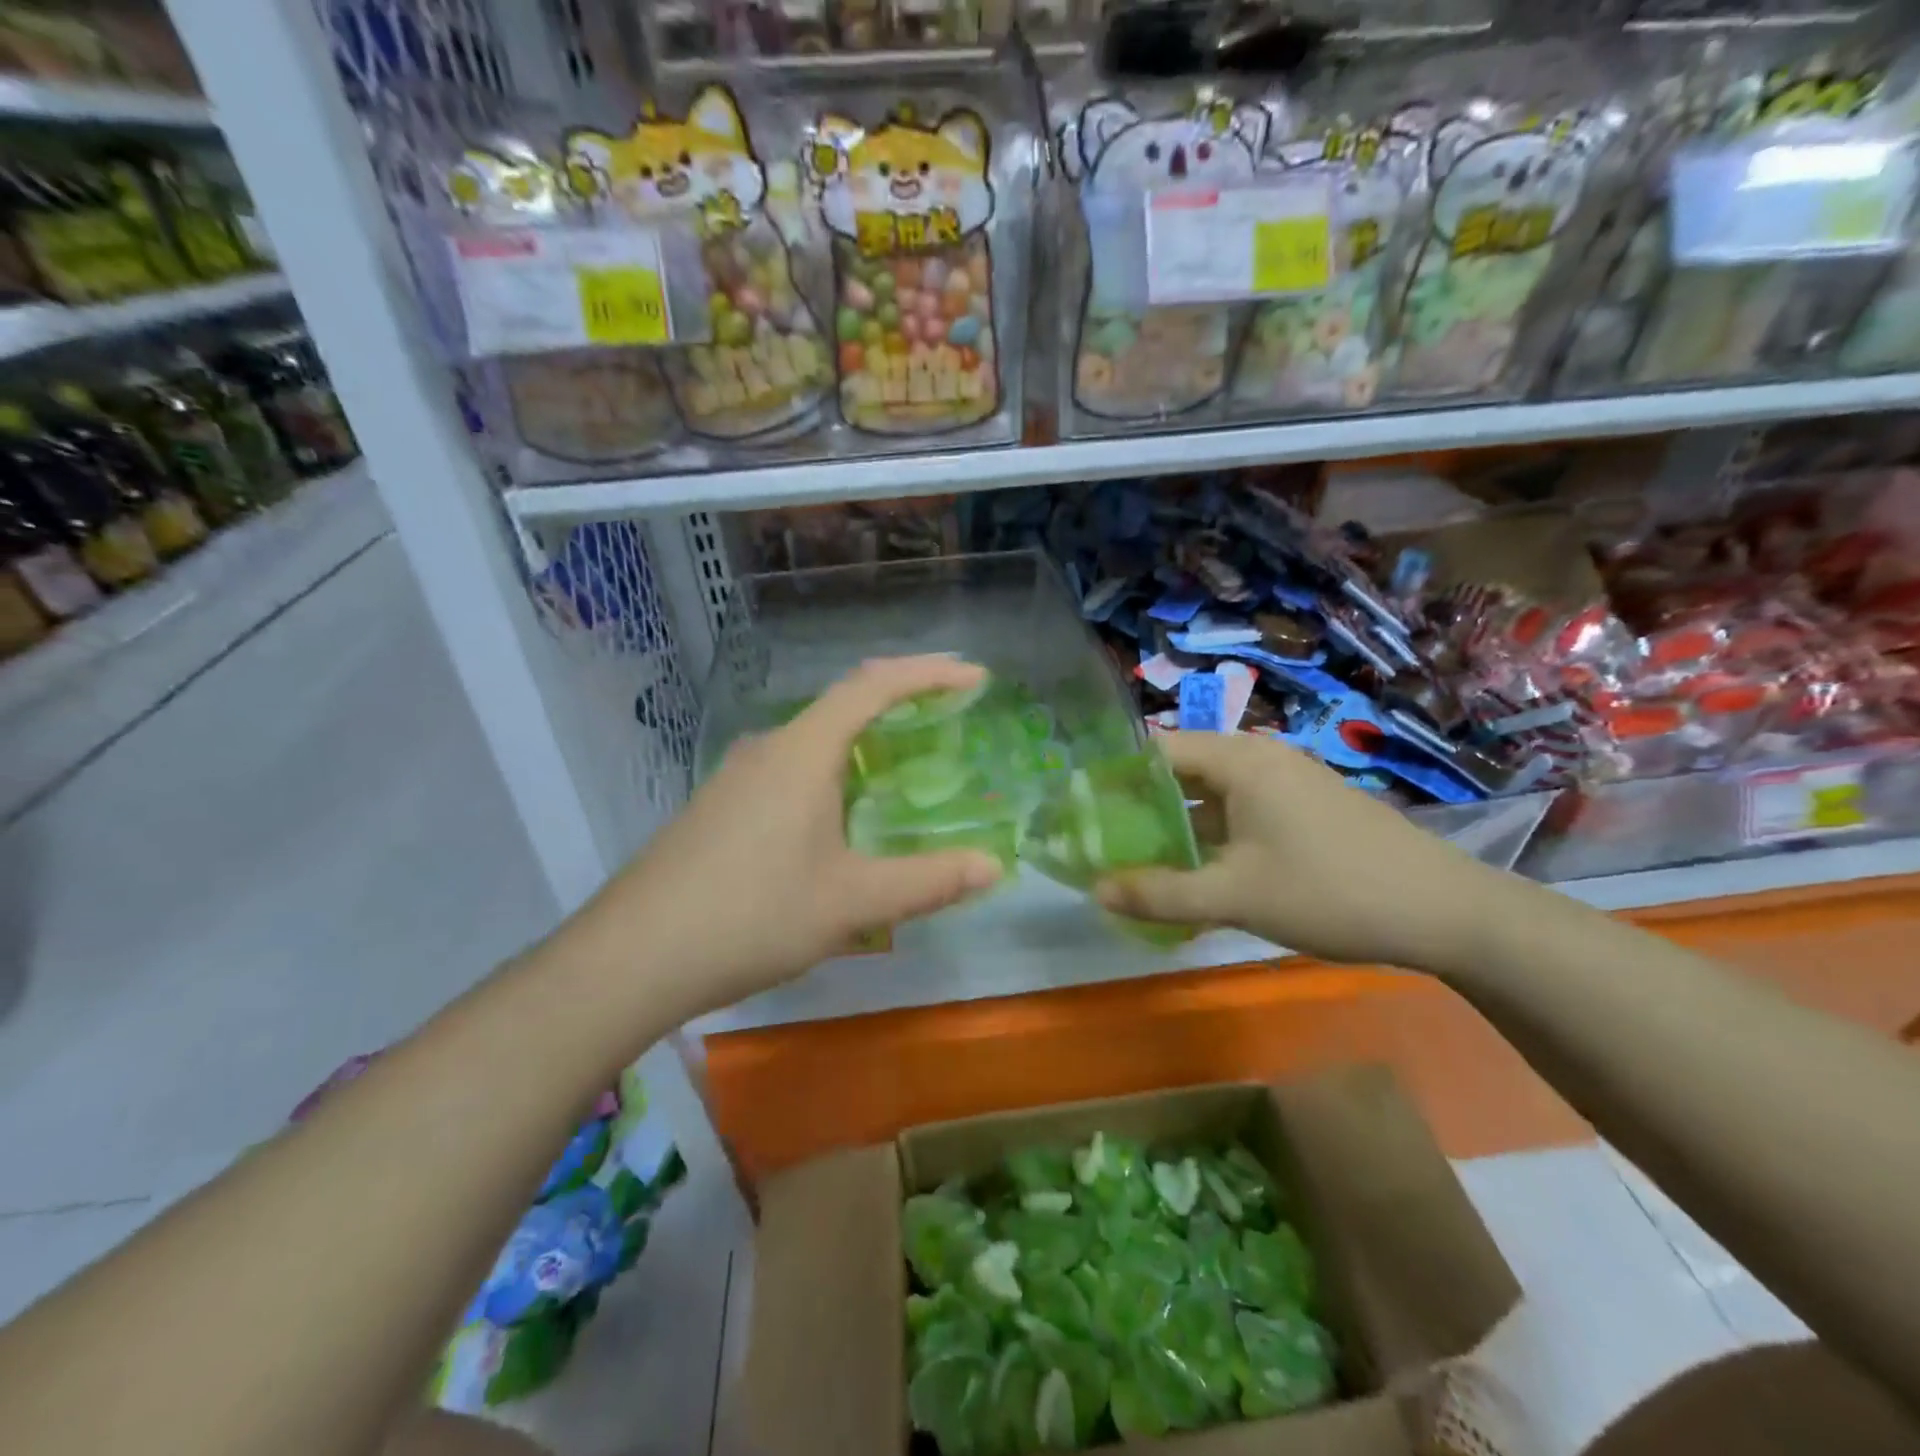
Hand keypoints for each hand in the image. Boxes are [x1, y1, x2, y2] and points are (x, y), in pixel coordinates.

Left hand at [563, 655, 1003, 1016]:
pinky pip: (789, 771)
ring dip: (862, 741)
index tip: (974, 676)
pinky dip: (831, 773)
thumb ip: (928, 881)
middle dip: (900, 701)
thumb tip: (993, 867)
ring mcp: (736, 778)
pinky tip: (837, 818)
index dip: (927, 674)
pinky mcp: (719, 807)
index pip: (873, 685)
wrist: (632, 956)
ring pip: (813, 741)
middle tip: (948, 715)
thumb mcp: (852, 901)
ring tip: (901, 766)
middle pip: (843, 704)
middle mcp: (768, 749)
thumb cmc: (752, 915)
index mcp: (803, 752)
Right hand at [1094, 732, 1522, 974]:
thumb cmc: (1330, 891)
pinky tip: (1202, 876)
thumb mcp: (1235, 896)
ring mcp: (1288, 782)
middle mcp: (1260, 758)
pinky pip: (1242, 813)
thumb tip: (1095, 890)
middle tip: (1108, 846)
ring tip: (1145, 864)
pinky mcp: (1307, 809)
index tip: (1086, 816)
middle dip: (1142, 809)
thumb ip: (1160, 893)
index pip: (1156, 751)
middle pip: (1182, 772)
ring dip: (1178, 827)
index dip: (1116, 781)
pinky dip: (1213, 838)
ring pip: (1213, 796)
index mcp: (1239, 759)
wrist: (1447, 912)